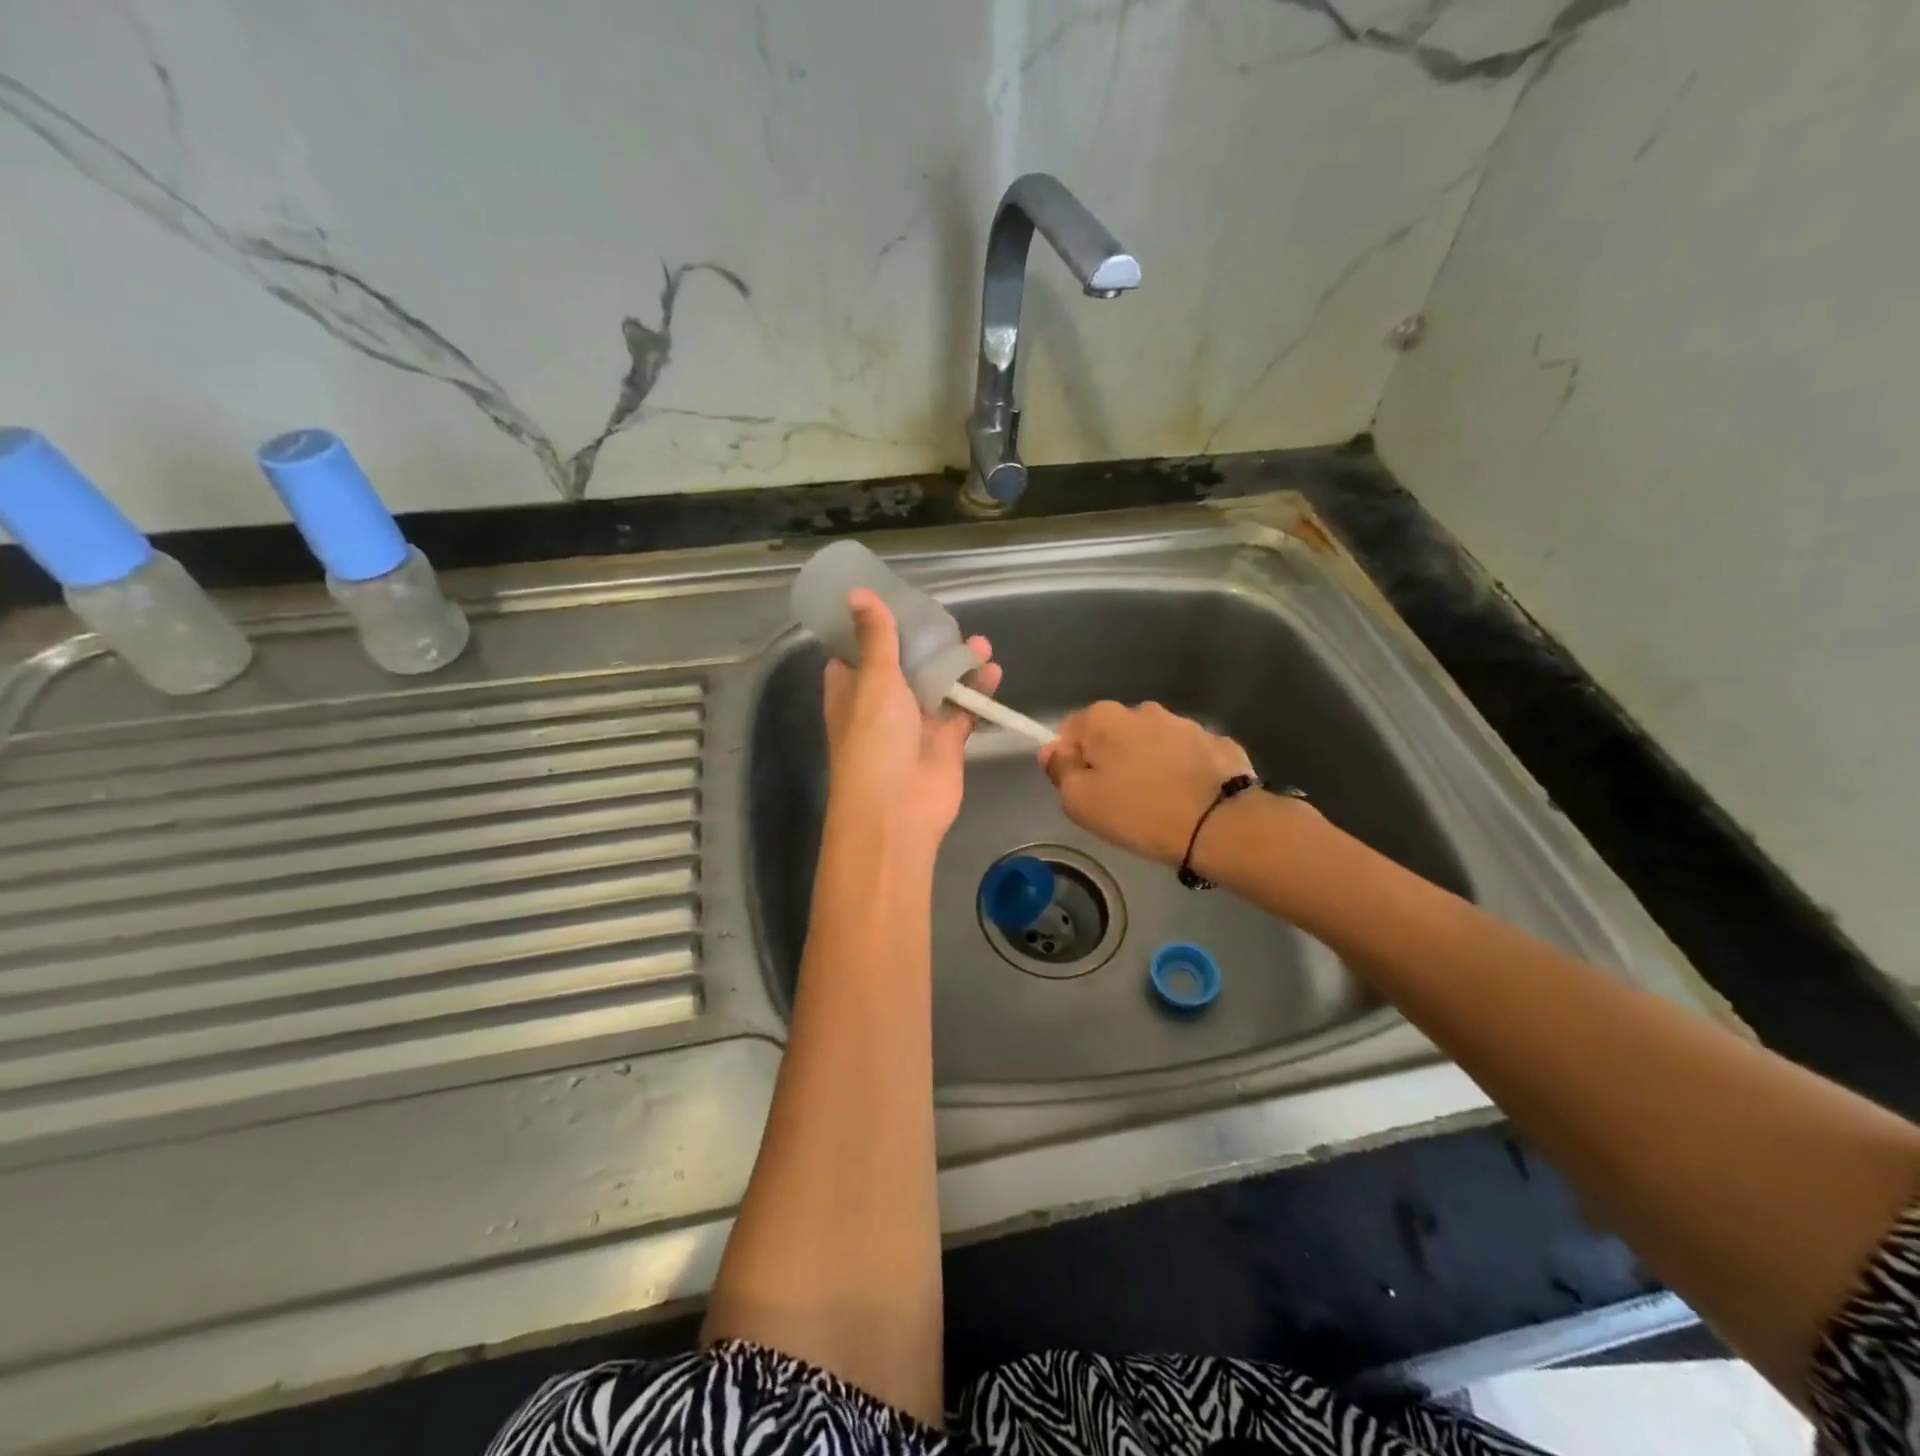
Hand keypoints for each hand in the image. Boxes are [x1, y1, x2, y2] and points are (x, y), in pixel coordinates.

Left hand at [822, 589, 1001, 845]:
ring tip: (981, 644)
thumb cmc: (874, 741)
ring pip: (938, 684)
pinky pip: (963, 708)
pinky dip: (978, 691)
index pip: (857, 650)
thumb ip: (875, 637)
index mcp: (851, 688)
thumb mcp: (872, 680)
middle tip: (947, 620)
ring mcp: (915, 722)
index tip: (894, 600)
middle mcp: (881, 703)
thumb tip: (857, 593)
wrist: (897, 810)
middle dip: (926, 642)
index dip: (873, 626)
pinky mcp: (945, 740)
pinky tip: (993, 671)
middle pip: (904, 663)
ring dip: (957, 664)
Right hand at [1039, 701, 1253, 865]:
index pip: (1069, 732)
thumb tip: (1053, 750)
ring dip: (1147, 764)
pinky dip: (1182, 771)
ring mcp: (1185, 723)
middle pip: (1112, 735)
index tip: (1083, 791)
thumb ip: (1060, 770)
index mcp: (1105, 718)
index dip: (1070, 762)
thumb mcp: (1080, 801)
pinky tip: (1187, 799)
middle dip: (1110, 760)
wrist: (1220, 824)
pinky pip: (1186, 756)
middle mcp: (1144, 710)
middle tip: (1117, 801)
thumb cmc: (1138, 811)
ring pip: (1152, 743)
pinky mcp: (1218, 743)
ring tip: (1156, 803)